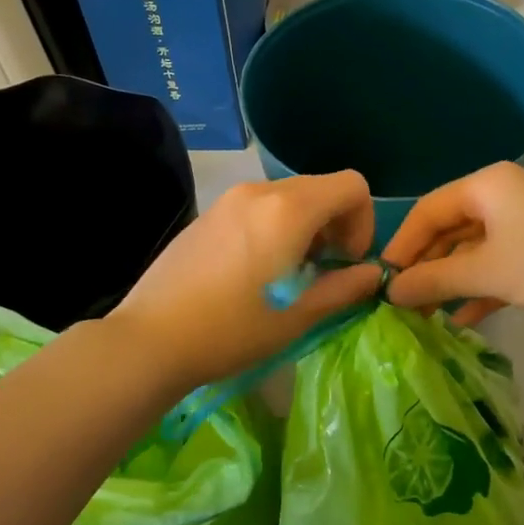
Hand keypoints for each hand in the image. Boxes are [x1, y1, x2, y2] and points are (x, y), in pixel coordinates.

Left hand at [108, 172, 383, 388]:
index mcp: (288, 209)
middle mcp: (260, 191)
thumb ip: (343, 288)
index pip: (352, 186)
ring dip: (306, 227)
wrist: (150, 339)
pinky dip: (275, 226)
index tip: (347, 261)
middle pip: (321, 188)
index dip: (363, 221)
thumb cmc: (231, 330)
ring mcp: (229, 199)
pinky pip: (258, 206)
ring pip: (289, 197)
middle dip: (336, 225)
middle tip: (323, 271)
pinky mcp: (209, 213)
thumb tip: (373, 273)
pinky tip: (255, 270)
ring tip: (289, 273)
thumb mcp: (297, 316)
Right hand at [383, 163, 523, 327]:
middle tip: (398, 304)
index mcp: (484, 186)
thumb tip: (390, 290)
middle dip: (424, 267)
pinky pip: (496, 269)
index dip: (401, 244)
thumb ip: (434, 279)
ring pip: (472, 253)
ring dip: (449, 283)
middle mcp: (500, 199)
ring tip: (421, 317)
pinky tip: (460, 320)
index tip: (379, 280)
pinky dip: (478, 291)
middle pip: (448, 230)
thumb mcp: (486, 271)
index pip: (427, 210)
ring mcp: (522, 227)